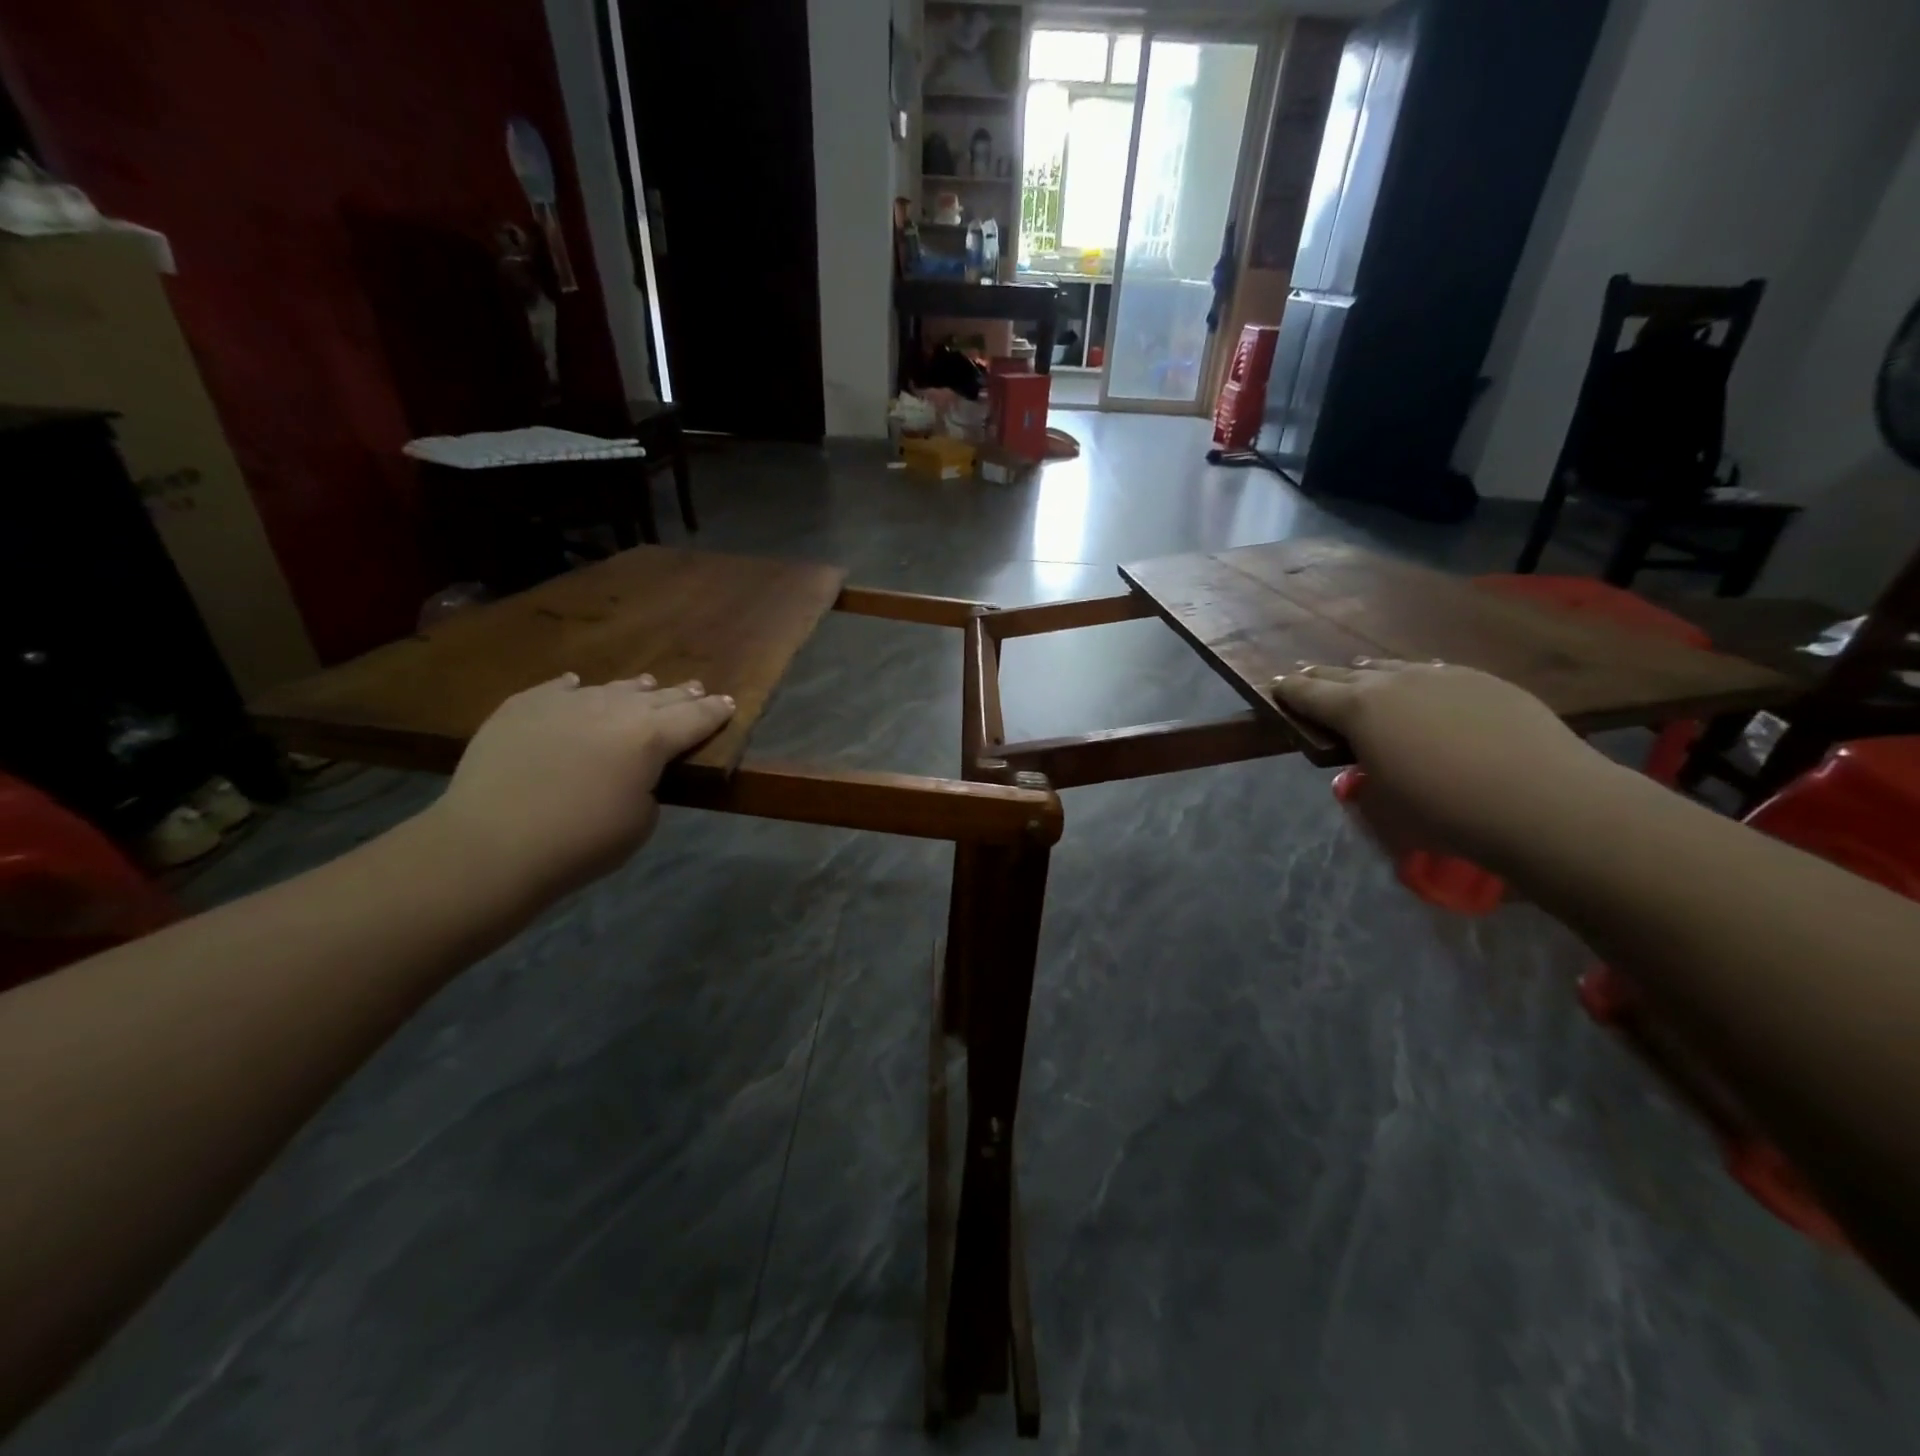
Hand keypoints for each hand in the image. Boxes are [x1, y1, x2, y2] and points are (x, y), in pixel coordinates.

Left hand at [426, 673, 734, 901]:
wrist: (492, 844)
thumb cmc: (581, 842)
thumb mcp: (641, 822)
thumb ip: (649, 786)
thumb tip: (635, 772)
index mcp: (651, 738)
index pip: (696, 718)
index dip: (715, 712)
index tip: (729, 704)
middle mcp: (614, 709)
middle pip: (658, 698)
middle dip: (682, 695)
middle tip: (696, 689)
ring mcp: (565, 703)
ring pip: (611, 689)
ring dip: (635, 689)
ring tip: (648, 685)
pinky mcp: (522, 707)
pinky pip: (559, 690)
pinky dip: (576, 689)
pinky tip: (579, 684)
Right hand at [1271, 659, 1624, 869]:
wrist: (1543, 800)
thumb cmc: (1444, 811)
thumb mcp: (1383, 806)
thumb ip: (1363, 781)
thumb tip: (1365, 769)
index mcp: (1357, 710)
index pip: (1309, 694)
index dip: (1289, 691)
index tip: (1276, 686)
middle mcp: (1392, 681)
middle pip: (1344, 674)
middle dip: (1320, 677)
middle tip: (1305, 675)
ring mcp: (1441, 675)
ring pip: (1392, 667)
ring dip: (1369, 673)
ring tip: (1360, 673)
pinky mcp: (1483, 680)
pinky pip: (1434, 671)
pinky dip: (1415, 677)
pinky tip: (1422, 684)